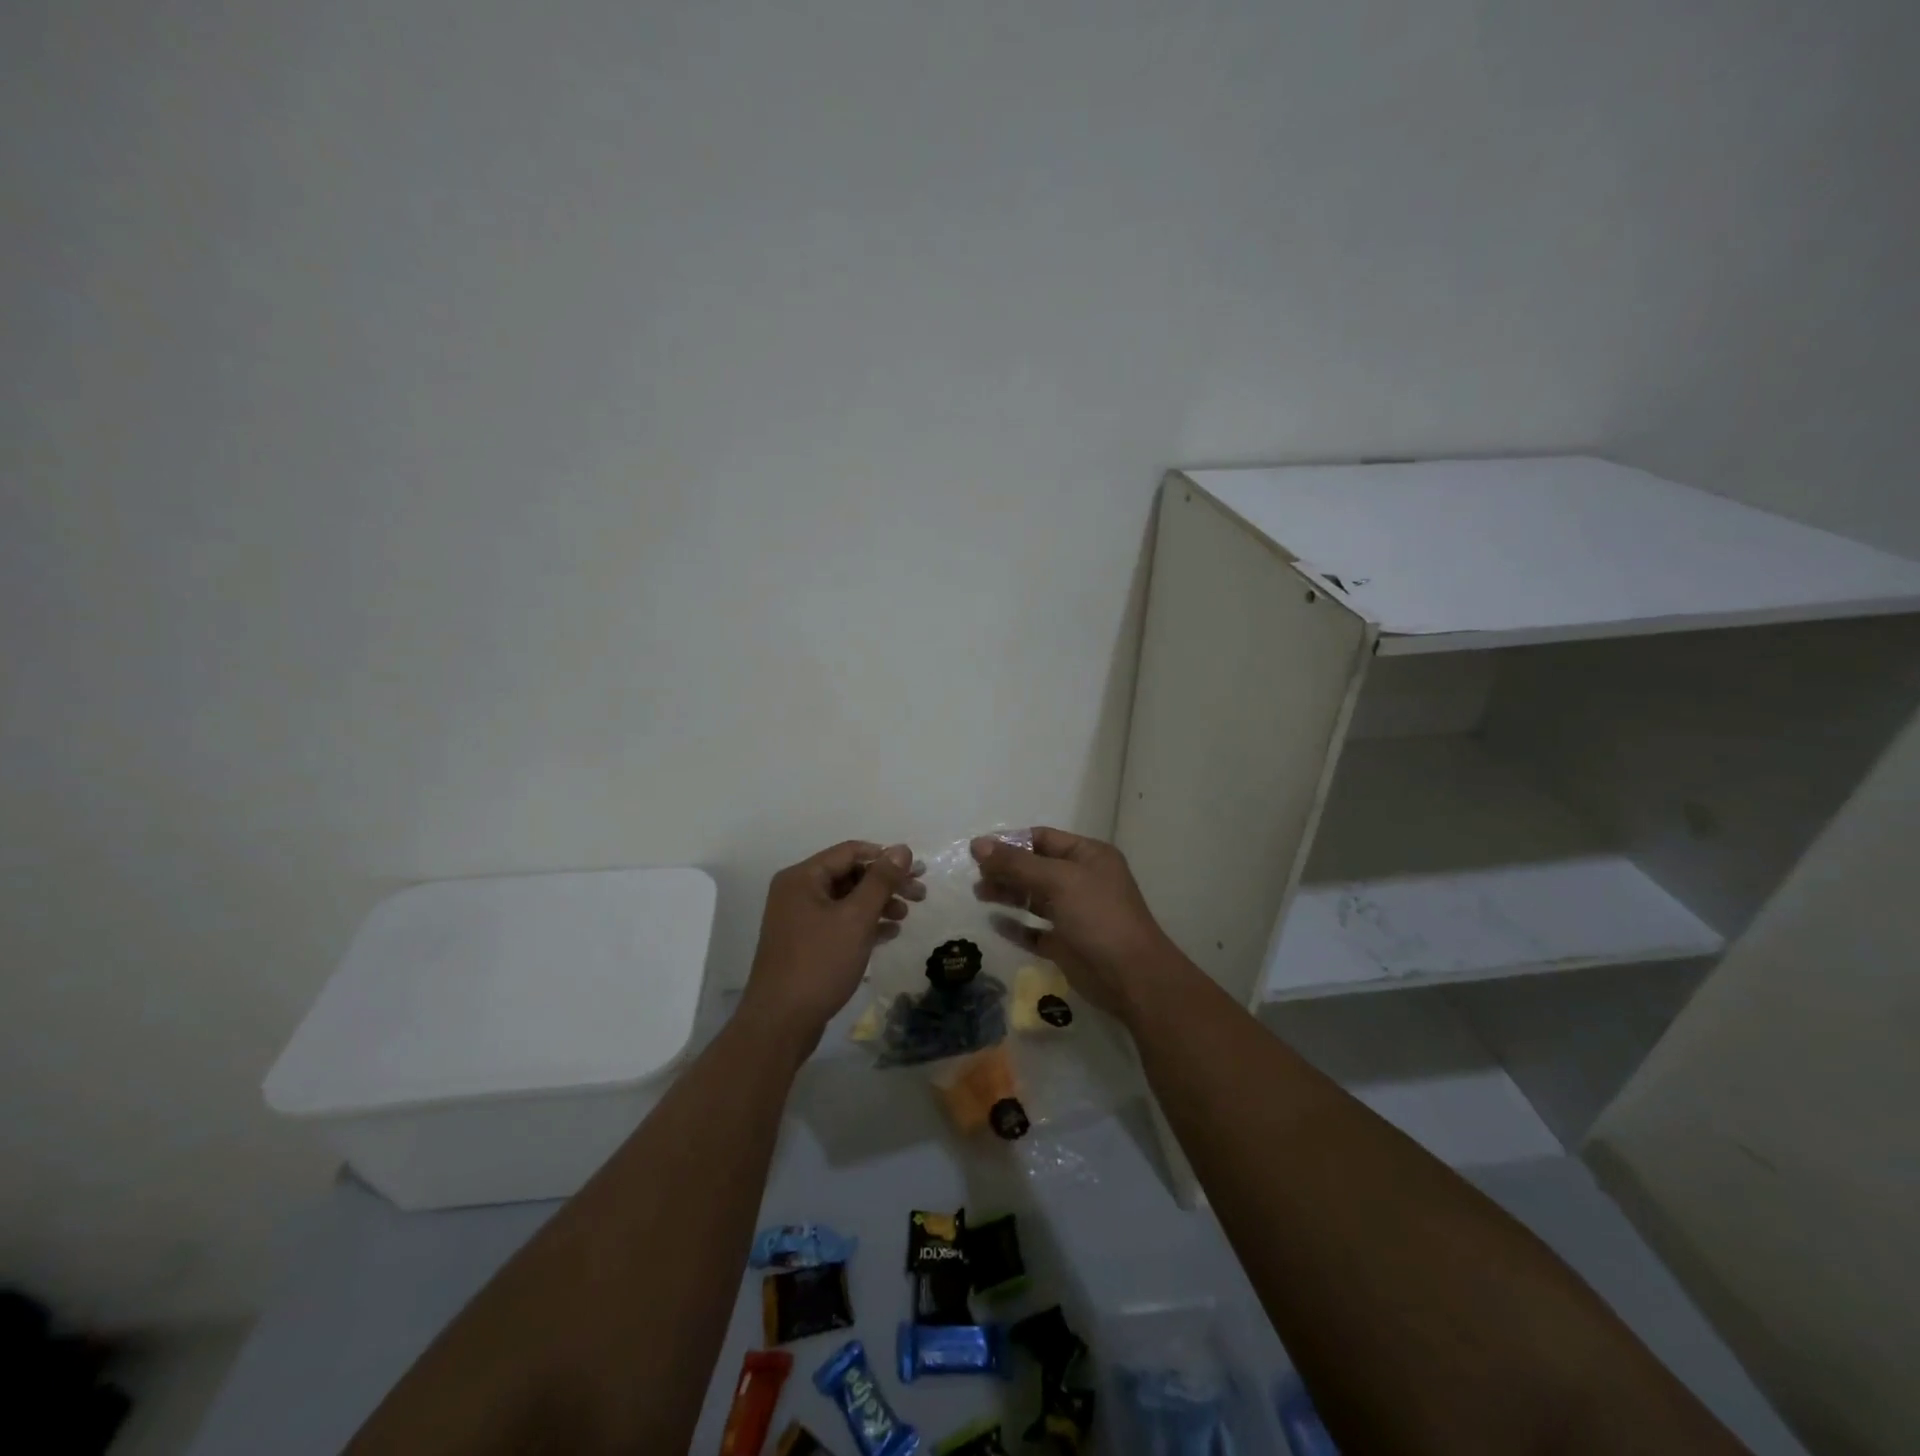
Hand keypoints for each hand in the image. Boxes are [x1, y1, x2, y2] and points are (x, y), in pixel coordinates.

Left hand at [740, 840, 923, 1043]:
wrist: (780, 1023)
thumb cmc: (819, 963)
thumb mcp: (856, 918)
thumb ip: (881, 881)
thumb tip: (902, 849)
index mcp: (802, 877)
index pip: (850, 851)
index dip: (886, 857)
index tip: (917, 871)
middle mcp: (797, 892)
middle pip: (849, 874)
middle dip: (885, 883)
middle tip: (920, 895)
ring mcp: (798, 919)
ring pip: (846, 900)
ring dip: (877, 904)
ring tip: (906, 916)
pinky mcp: (804, 944)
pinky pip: (839, 922)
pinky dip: (864, 924)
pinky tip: (889, 933)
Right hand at [970, 827, 1183, 1022]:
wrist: (1132, 977)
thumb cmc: (1098, 916)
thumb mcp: (1058, 880)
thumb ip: (1016, 863)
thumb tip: (977, 844)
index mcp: (1087, 856)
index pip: (1042, 839)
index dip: (1010, 842)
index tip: (978, 850)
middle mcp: (1081, 880)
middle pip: (1035, 867)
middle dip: (1006, 868)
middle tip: (975, 875)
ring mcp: (1074, 913)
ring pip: (1034, 897)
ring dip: (1007, 893)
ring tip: (978, 894)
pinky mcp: (1066, 944)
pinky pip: (1035, 931)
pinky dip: (1016, 926)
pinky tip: (994, 923)